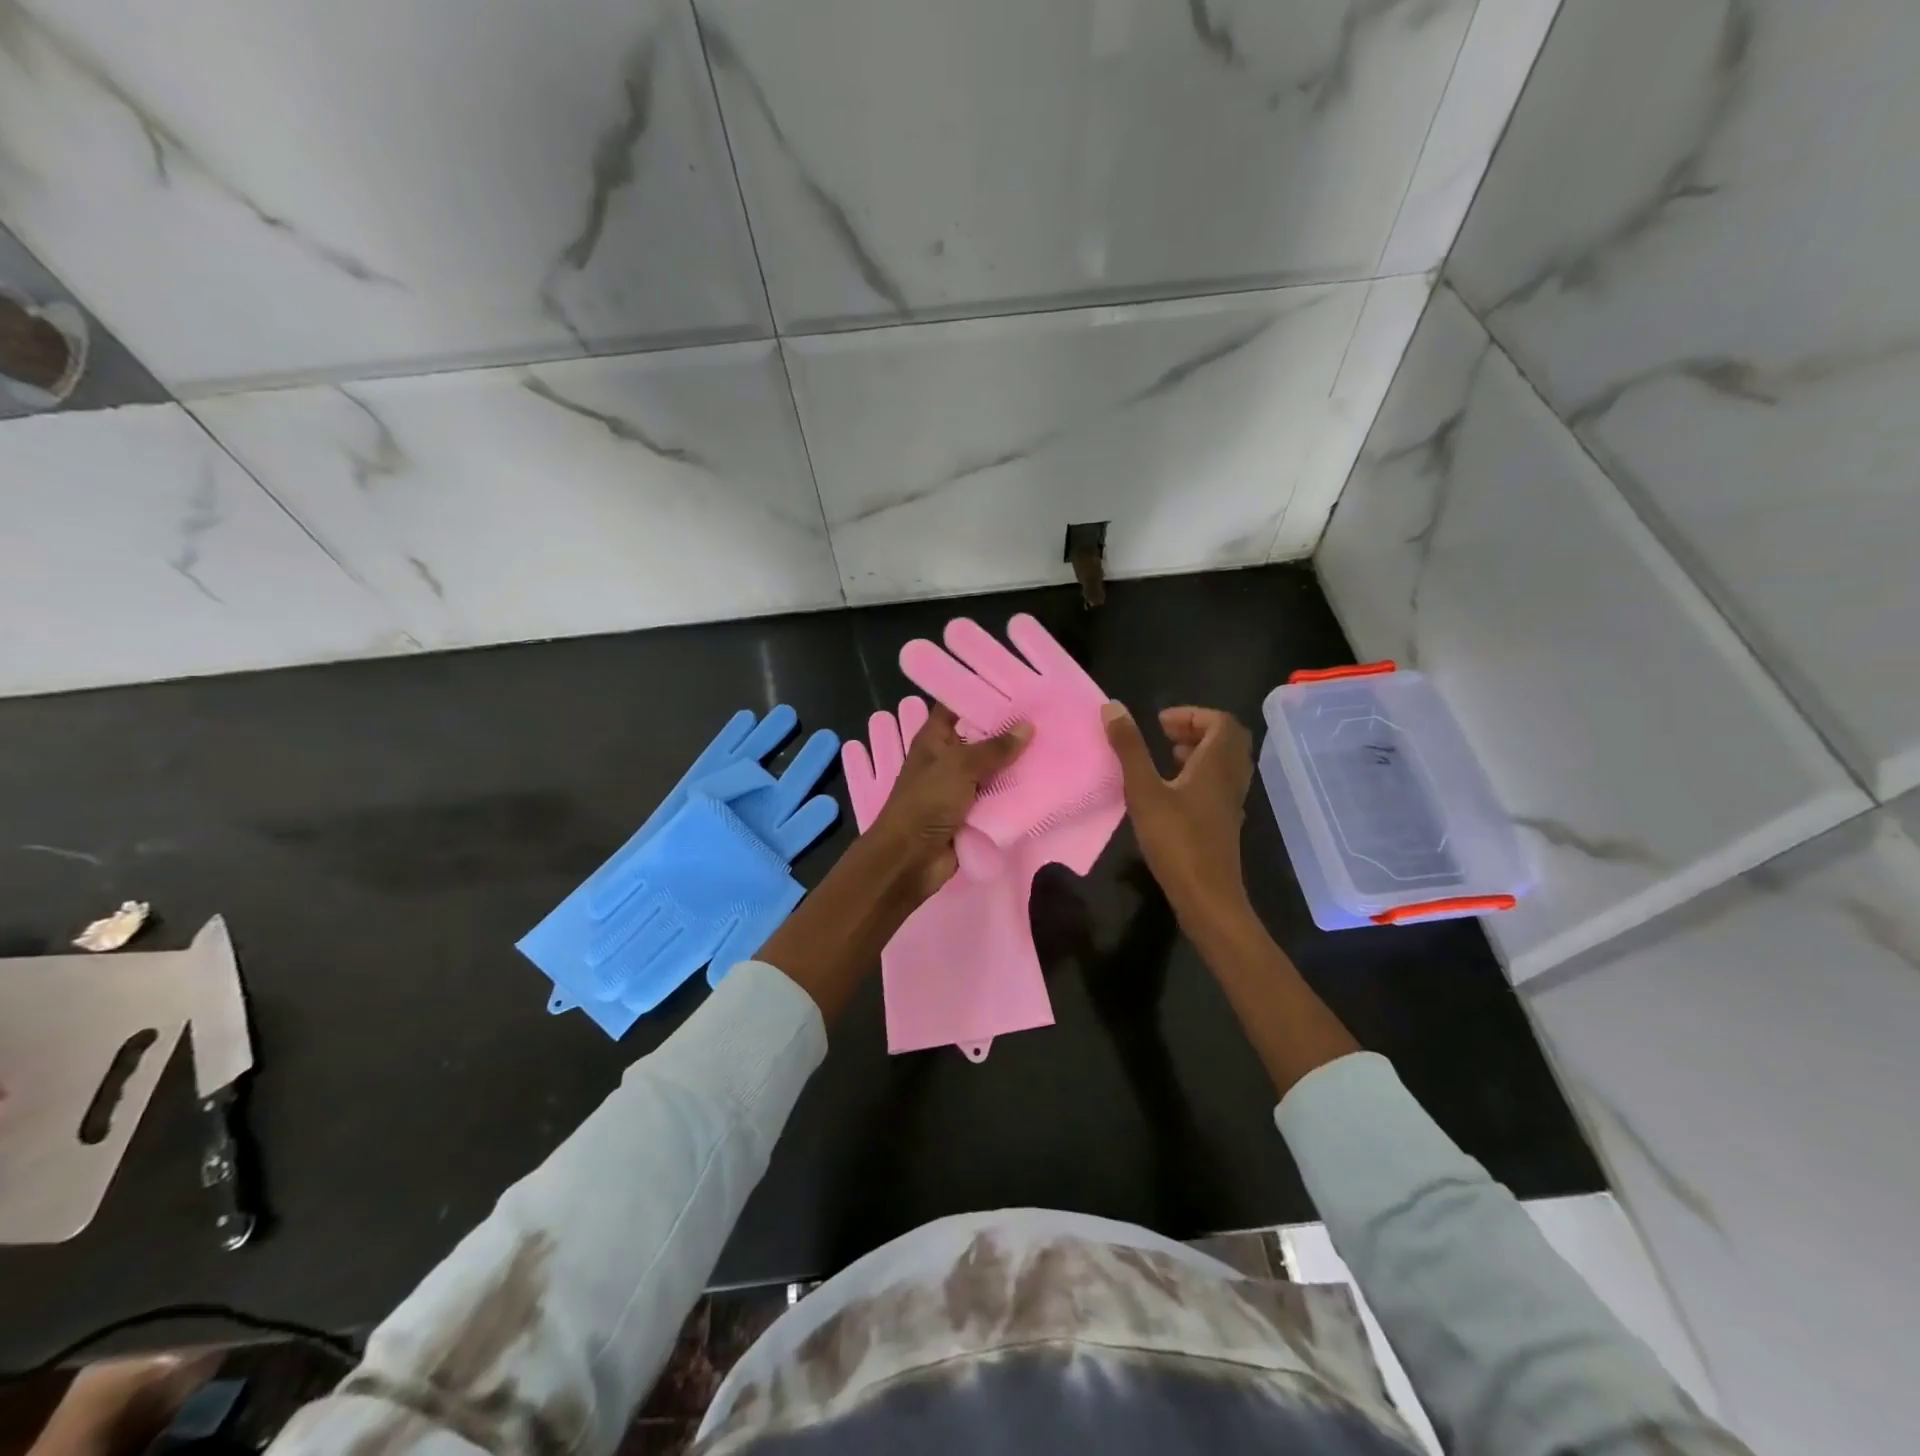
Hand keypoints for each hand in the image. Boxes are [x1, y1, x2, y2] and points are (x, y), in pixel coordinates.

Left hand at [866, 703, 1030, 902]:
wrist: (911, 860)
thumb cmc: (927, 803)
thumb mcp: (960, 767)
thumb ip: (994, 747)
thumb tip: (1027, 726)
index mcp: (935, 739)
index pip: (957, 705)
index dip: (981, 693)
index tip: (1017, 683)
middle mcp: (948, 758)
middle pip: (980, 736)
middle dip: (1009, 728)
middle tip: (1048, 713)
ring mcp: (960, 786)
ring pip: (993, 768)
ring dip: (1017, 762)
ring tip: (1055, 742)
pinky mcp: (973, 812)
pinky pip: (998, 796)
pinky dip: (1016, 791)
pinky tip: (1046, 778)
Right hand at [1102, 703, 1255, 931]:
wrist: (1207, 897)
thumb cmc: (1176, 841)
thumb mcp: (1144, 791)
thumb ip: (1129, 748)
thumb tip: (1113, 706)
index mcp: (1217, 765)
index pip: (1221, 722)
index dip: (1191, 715)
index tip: (1158, 723)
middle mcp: (1231, 779)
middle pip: (1227, 739)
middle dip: (1197, 729)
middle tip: (1164, 735)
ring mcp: (1231, 803)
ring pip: (1224, 763)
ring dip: (1199, 751)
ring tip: (1166, 758)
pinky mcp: (1224, 823)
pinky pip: (1219, 784)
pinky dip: (1199, 775)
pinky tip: (1171, 792)